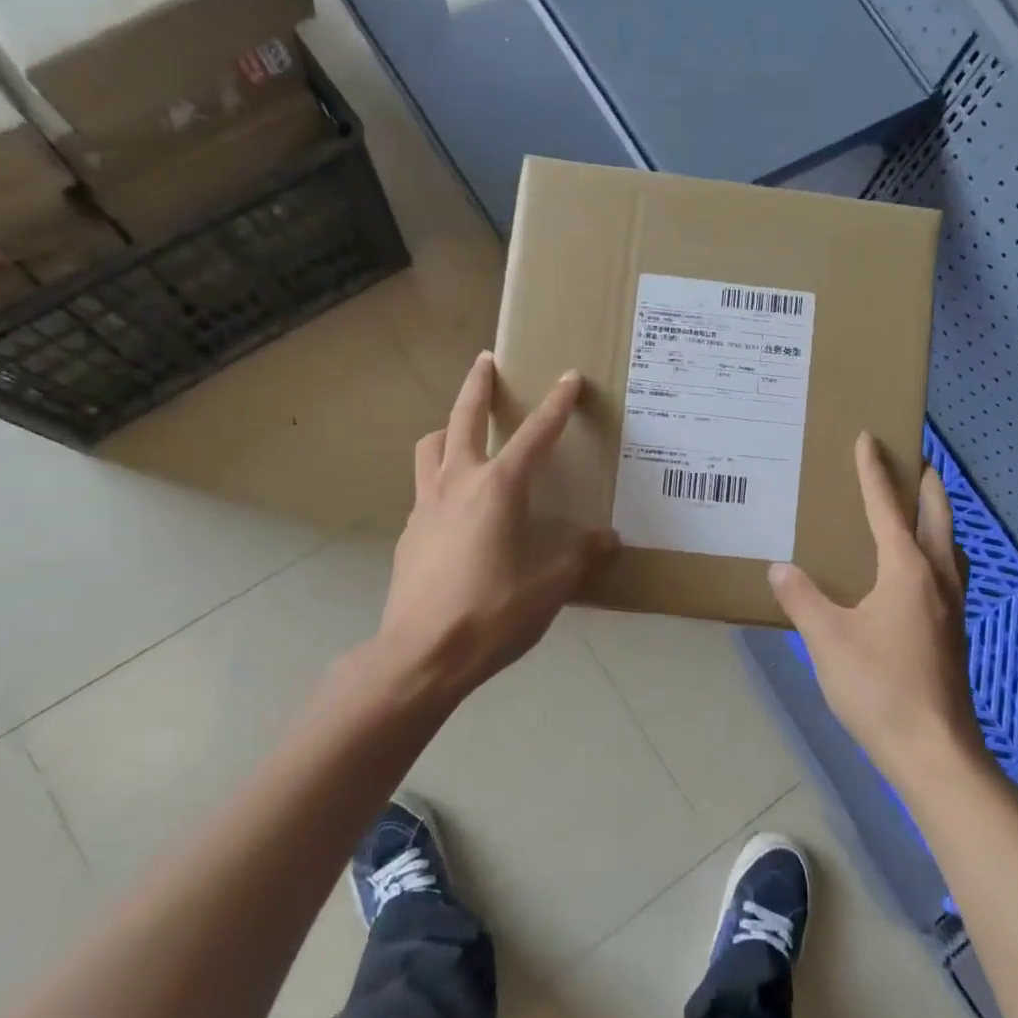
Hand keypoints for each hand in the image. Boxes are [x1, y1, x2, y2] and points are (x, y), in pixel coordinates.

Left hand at [376, 351, 616, 698]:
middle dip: (478, 386)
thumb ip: (579, 556)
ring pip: (432, 448)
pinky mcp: (410, 533)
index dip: (556, 405)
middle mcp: (458, 484)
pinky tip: (457, 507)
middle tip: (486, 362)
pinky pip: (425, 488)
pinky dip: (442, 478)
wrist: (421, 655)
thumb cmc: (492, 614)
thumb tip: (607, 539)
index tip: (569, 377)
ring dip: (449, 429)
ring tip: (463, 433)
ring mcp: (426, 506)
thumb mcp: (550, 587)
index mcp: (499, 489)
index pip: (535, 435)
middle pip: (463, 418)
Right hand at [769, 433, 982, 789]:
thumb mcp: (827, 640)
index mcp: (907, 569)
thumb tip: (779, 568)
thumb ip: (802, 598)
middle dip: (923, 481)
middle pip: (936, 513)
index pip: (886, 506)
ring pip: (950, 541)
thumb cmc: (878, 688)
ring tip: (916, 506)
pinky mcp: (954, 629)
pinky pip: (948, 568)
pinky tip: (917, 569)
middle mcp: (936, 576)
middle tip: (909, 457)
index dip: (874, 470)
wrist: (934, 751)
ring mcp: (952, 604)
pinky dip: (935, 547)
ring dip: (936, 514)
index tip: (869, 437)